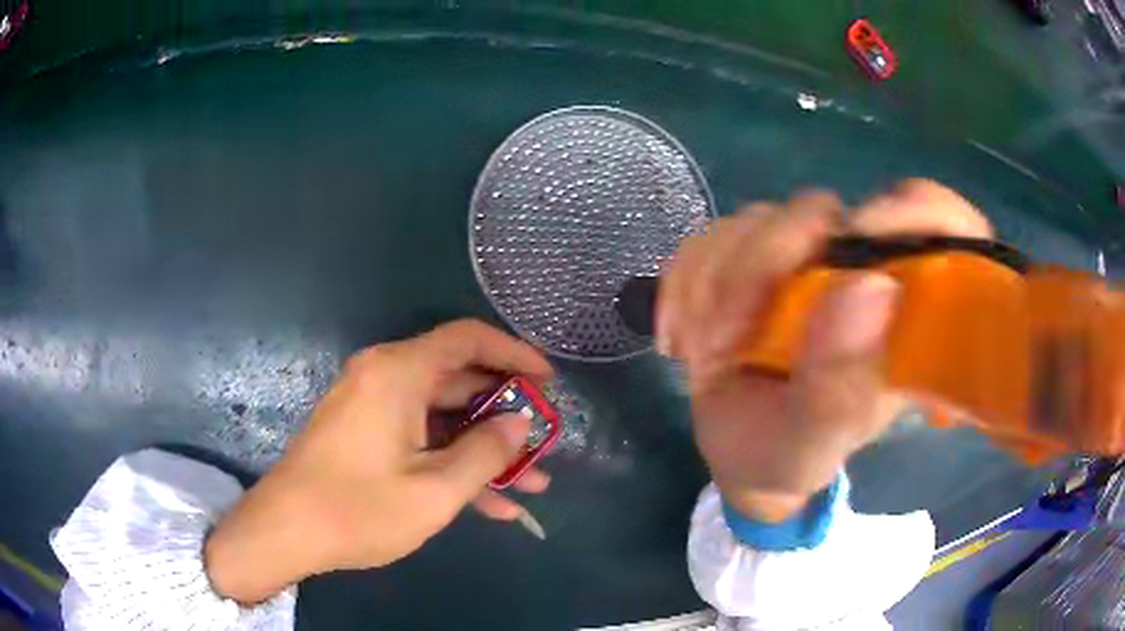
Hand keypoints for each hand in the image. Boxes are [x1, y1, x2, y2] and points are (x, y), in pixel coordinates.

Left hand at [204, 320, 554, 602]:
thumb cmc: (357, 509)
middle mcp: (384, 377)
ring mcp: (372, 407)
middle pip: (458, 380)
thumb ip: (485, 453)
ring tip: (530, 483)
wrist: (285, 532)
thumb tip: (519, 424)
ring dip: (484, 449)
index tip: (548, 382)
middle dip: (505, 415)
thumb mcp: (434, 491)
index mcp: (398, 373)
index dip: (514, 354)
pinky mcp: (365, 433)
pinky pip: (419, 437)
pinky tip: (490, 503)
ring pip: (442, 417)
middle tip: (543, 444)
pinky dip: (452, 462)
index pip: (468, 338)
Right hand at [658, 179, 991, 520]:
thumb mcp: (813, 445)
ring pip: (757, 220)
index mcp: (903, 314)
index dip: (919, 210)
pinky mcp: (755, 254)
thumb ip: (841, 386)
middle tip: (726, 336)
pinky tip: (684, 335)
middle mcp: (859, 270)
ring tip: (704, 352)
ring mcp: (805, 256)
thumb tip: (869, 287)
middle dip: (762, 264)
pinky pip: (712, 237)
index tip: (868, 231)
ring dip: (715, 284)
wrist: (741, 455)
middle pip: (821, 212)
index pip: (942, 226)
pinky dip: (686, 283)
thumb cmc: (789, 456)